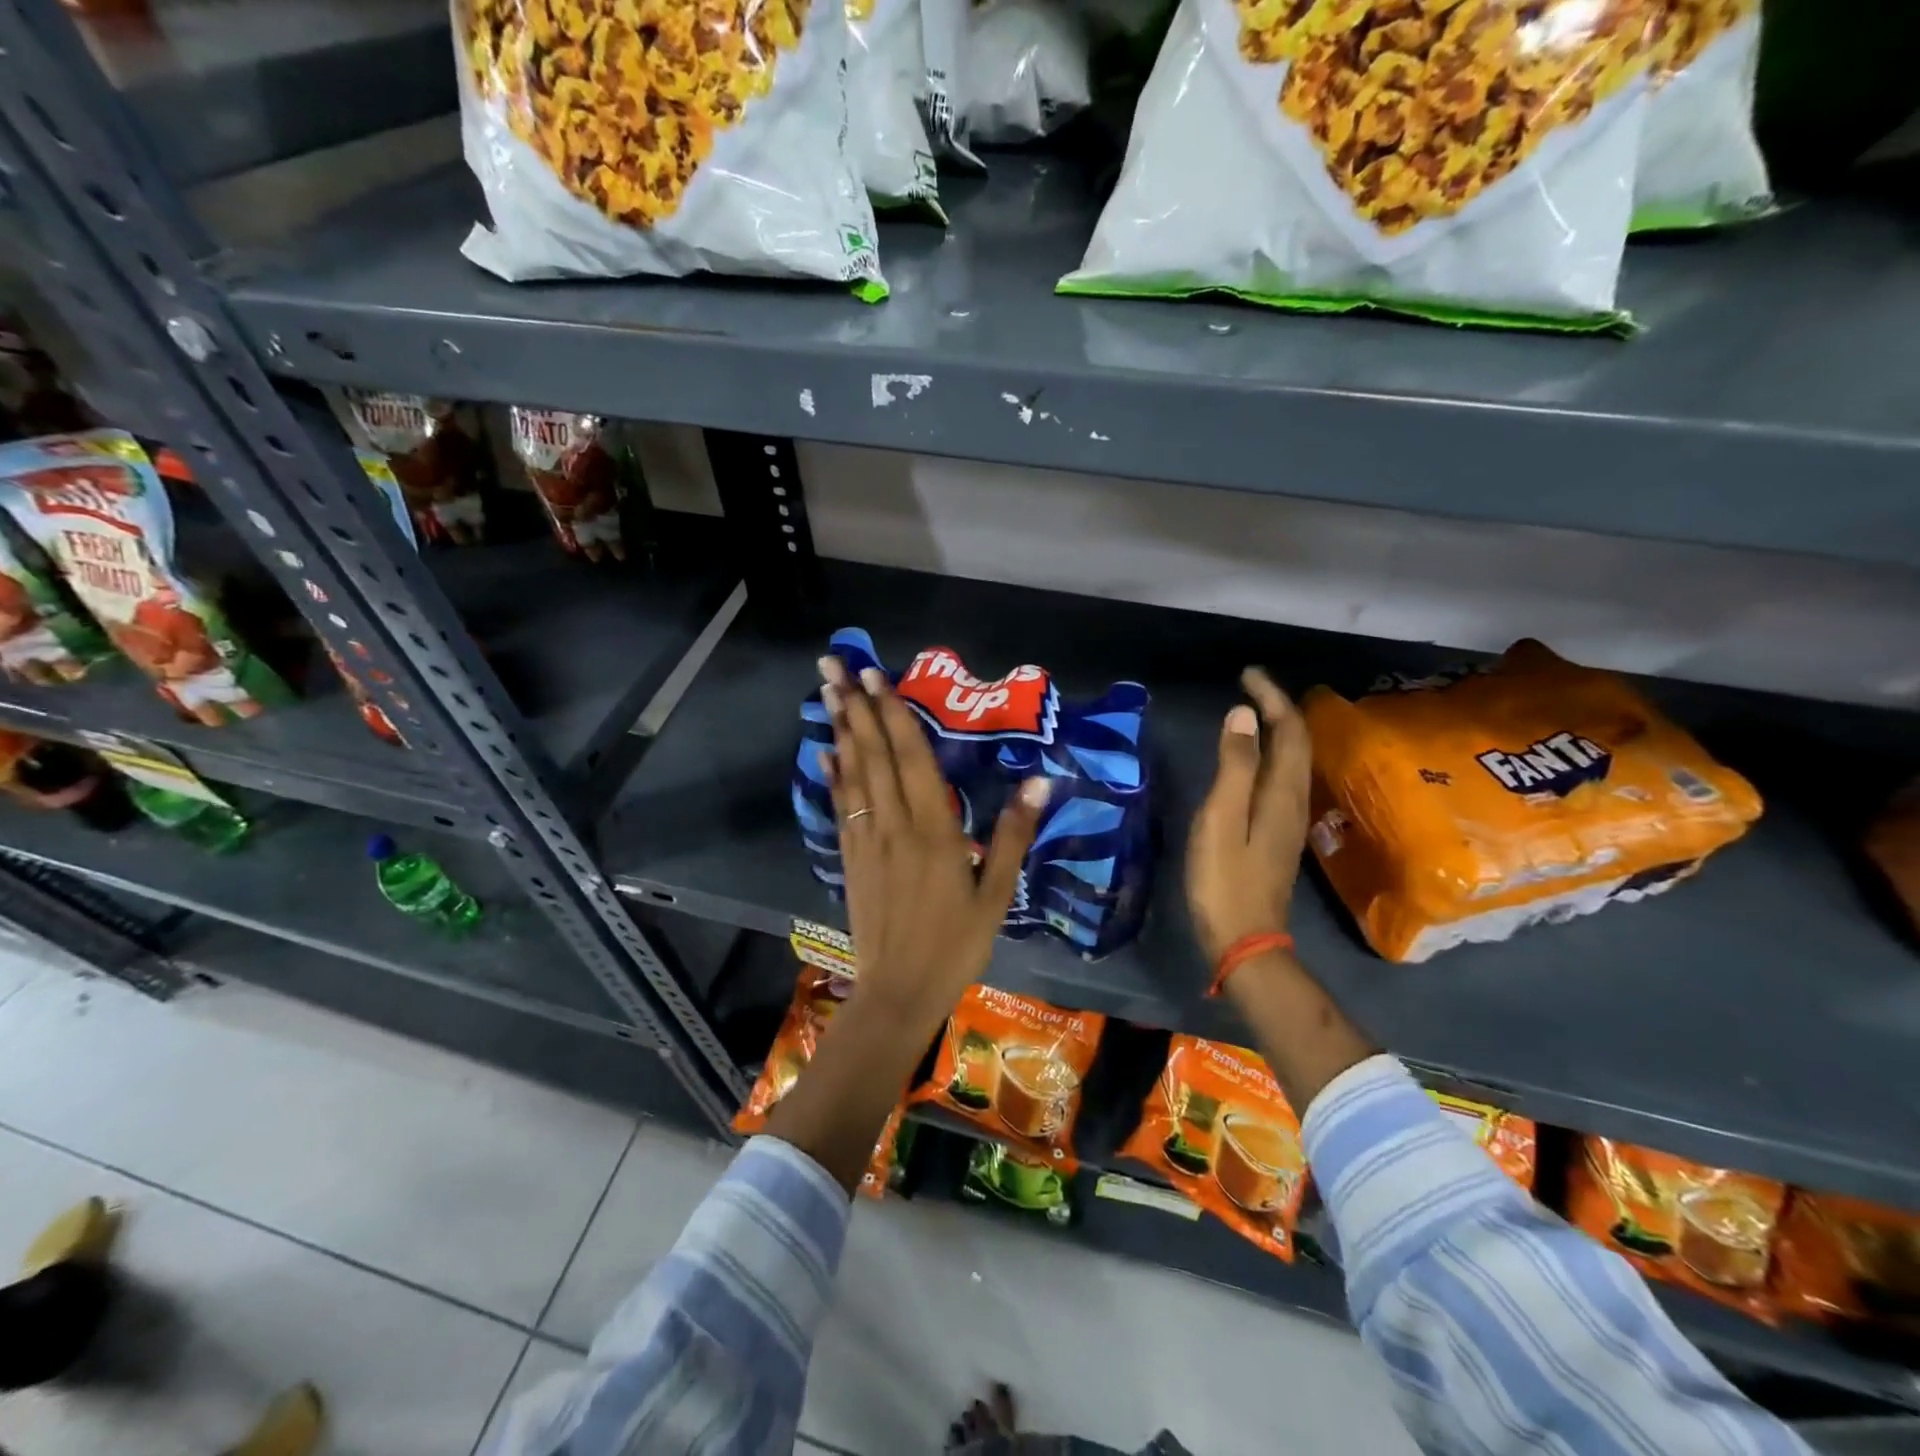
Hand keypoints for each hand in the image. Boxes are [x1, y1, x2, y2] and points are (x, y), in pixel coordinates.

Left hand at [820, 656, 1048, 1025]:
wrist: (899, 991)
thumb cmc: (956, 944)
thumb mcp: (997, 894)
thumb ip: (1013, 835)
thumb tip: (1040, 780)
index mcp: (933, 829)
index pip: (910, 757)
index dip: (893, 713)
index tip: (876, 676)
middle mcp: (893, 824)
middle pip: (873, 754)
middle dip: (854, 705)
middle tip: (833, 663)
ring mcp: (866, 841)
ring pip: (852, 774)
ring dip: (839, 729)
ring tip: (825, 691)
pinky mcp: (851, 859)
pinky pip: (840, 807)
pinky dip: (833, 776)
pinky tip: (825, 753)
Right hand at [1186, 667, 1312, 966]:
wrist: (1245, 941)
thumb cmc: (1224, 881)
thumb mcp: (1221, 819)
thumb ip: (1234, 766)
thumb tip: (1244, 714)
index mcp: (1282, 793)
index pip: (1289, 731)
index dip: (1272, 698)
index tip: (1247, 674)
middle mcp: (1294, 802)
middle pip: (1297, 743)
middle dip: (1278, 708)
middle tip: (1249, 685)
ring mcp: (1288, 821)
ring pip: (1293, 762)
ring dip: (1277, 730)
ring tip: (1252, 712)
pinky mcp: (1277, 836)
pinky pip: (1282, 779)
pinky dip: (1270, 756)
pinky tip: (1252, 760)